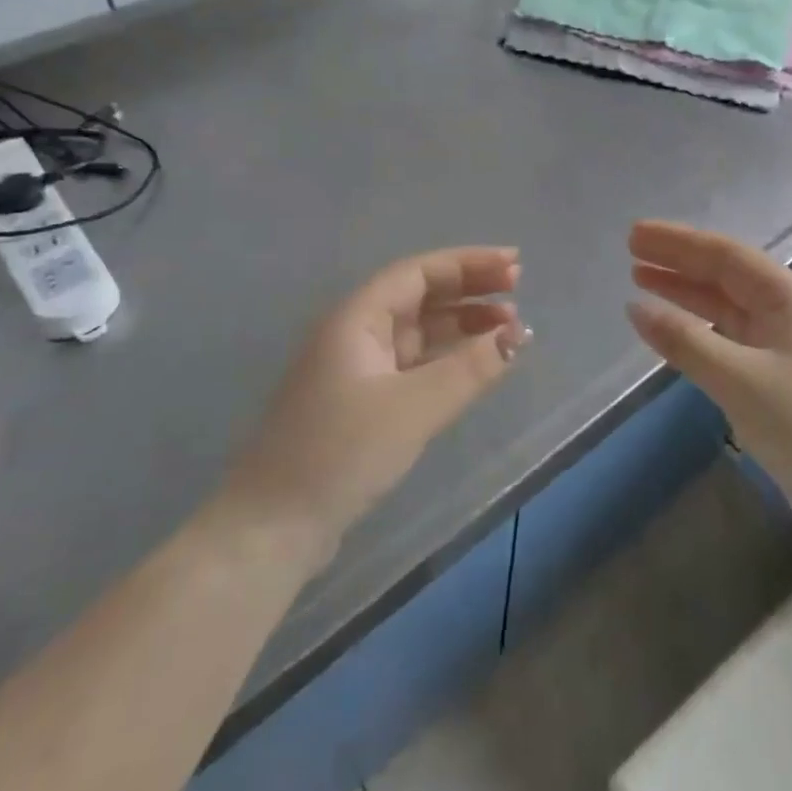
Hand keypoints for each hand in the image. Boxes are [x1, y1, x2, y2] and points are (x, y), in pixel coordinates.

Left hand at [221, 247, 528, 561]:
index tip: (514, 264)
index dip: (468, 263)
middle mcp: (356, 332)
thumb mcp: (413, 407)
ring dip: (462, 324)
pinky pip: (415, 363)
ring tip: (509, 327)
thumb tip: (518, 334)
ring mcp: (358, 368)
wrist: (273, 527)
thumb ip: (469, 368)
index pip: (420, 272)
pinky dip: (448, 357)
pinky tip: (476, 364)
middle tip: (518, 288)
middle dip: (469, 288)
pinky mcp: (363, 402)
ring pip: (419, 330)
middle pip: (420, 295)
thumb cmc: (341, 452)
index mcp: (357, 317)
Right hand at [625, 221, 791, 537]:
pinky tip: (674, 333)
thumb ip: (685, 341)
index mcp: (791, 299)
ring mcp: (788, 351)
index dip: (677, 242)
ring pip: (727, 310)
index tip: (634, 234)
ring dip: (686, 296)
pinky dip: (699, 333)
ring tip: (641, 282)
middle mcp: (790, 315)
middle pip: (725, 277)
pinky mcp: (782, 385)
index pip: (725, 255)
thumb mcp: (740, 380)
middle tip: (630, 252)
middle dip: (678, 263)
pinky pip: (731, 342)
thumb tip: (635, 308)